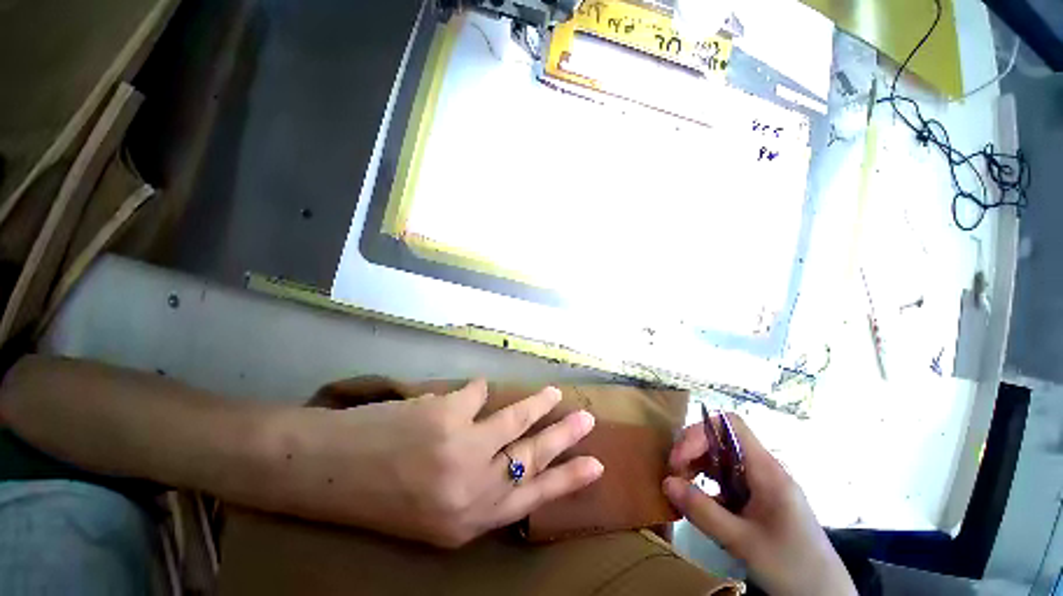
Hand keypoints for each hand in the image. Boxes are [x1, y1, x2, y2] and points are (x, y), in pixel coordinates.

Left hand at [267, 380, 602, 547]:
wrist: (323, 471)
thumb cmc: (378, 496)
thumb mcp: (433, 511)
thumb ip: (474, 485)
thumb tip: (507, 448)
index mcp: (466, 521)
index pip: (531, 498)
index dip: (567, 480)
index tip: (595, 465)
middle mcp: (470, 488)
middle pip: (532, 458)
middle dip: (564, 438)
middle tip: (587, 420)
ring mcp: (461, 447)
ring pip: (514, 421)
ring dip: (536, 405)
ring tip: (553, 394)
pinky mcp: (447, 413)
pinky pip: (476, 394)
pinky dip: (478, 390)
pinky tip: (477, 389)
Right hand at [662, 413, 855, 595]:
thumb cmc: (791, 566)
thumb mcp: (743, 542)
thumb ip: (703, 511)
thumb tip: (666, 483)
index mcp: (766, 470)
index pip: (729, 424)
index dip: (700, 431)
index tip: (680, 458)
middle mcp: (762, 469)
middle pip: (720, 439)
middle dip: (692, 450)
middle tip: (674, 474)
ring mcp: (761, 483)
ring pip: (721, 459)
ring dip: (696, 466)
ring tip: (682, 487)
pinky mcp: (758, 499)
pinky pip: (726, 479)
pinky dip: (707, 484)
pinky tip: (700, 502)